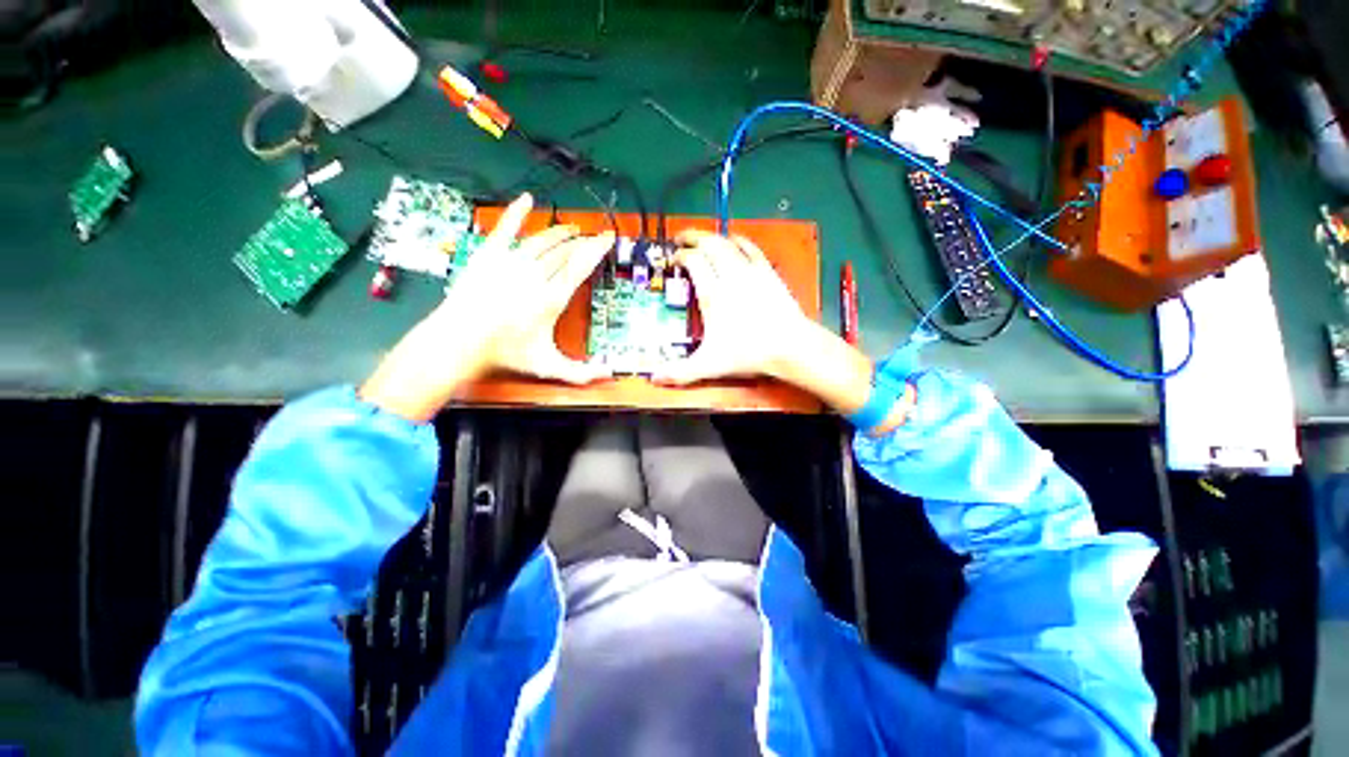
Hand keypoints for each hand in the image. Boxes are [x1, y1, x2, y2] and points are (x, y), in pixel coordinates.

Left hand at [361, 193, 612, 420]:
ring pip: (543, 240)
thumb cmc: (506, 352)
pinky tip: (526, 199)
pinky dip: (516, 213)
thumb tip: (609, 375)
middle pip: (565, 252)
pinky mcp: (489, 255)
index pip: (580, 266)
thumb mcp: (548, 366)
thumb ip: (580, 373)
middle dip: (582, 242)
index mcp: (552, 297)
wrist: (461, 340)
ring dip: (560, 233)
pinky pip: (506, 229)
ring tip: (572, 229)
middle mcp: (536, 275)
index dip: (596, 250)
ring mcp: (511, 262)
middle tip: (593, 237)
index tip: (607, 238)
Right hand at [656, 230, 909, 430]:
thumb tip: (653, 379)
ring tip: (703, 239)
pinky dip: (739, 241)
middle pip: (709, 244)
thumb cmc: (748, 353)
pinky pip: (751, 248)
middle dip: (693, 237)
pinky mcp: (768, 272)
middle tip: (681, 238)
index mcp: (713, 294)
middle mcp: (730, 276)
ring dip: (712, 237)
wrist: (790, 346)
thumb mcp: (710, 365)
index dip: (681, 256)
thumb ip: (680, 372)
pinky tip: (735, 240)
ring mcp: (751, 271)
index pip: (693, 262)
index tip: (673, 260)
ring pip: (728, 243)